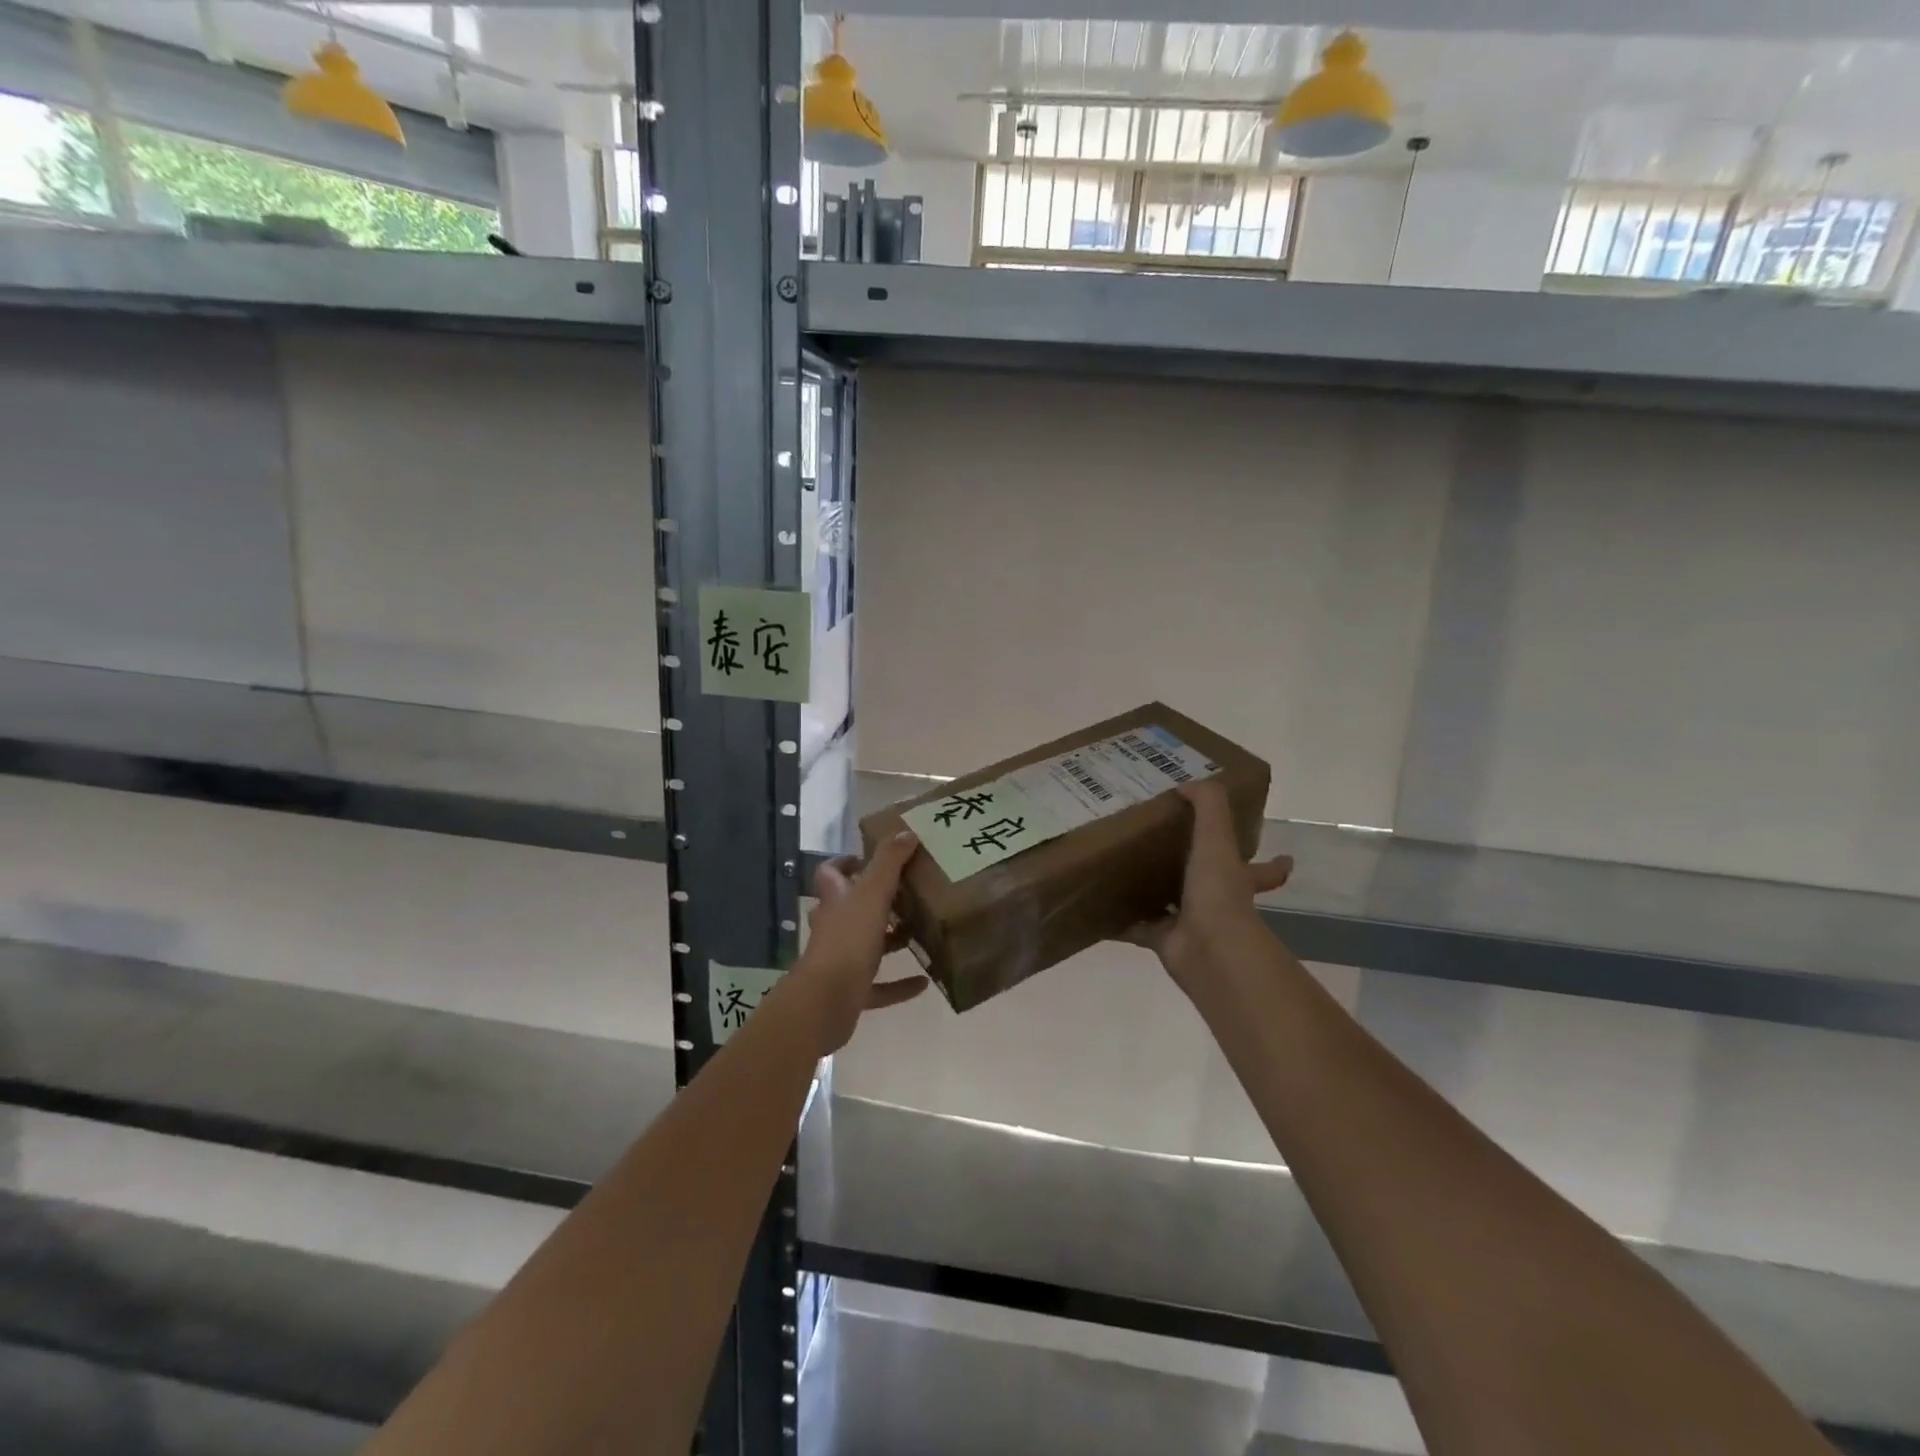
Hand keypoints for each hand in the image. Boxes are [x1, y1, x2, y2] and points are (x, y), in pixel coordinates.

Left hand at [790, 831, 929, 1054]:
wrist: (827, 1000)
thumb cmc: (848, 939)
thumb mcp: (873, 893)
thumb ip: (889, 862)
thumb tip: (906, 832)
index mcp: (835, 900)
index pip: (830, 873)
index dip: (844, 863)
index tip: (868, 859)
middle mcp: (834, 927)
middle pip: (850, 908)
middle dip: (875, 901)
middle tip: (908, 893)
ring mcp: (840, 961)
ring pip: (865, 945)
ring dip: (890, 941)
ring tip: (920, 932)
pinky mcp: (851, 991)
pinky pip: (879, 987)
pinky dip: (899, 985)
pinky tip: (924, 982)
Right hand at [1123, 779, 1293, 993]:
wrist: (1206, 949)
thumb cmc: (1217, 892)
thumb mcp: (1216, 839)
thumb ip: (1208, 805)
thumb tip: (1187, 783)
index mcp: (1237, 878)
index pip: (1264, 870)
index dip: (1276, 865)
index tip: (1285, 858)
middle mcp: (1218, 902)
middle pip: (1212, 885)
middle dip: (1199, 873)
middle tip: (1171, 850)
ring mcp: (1191, 924)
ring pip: (1172, 904)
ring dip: (1156, 893)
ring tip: (1128, 870)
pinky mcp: (1164, 940)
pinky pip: (1138, 927)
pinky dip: (1122, 920)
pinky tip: (1103, 905)